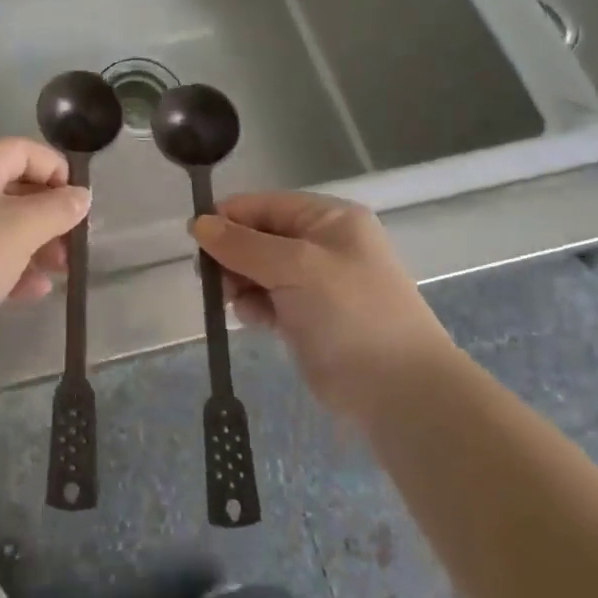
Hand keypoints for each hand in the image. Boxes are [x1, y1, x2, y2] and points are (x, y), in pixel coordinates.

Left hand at [0, 139, 90, 375]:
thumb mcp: (22, 228)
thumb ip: (58, 208)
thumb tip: (81, 195)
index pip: (24, 151)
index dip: (58, 172)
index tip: (81, 205)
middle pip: (13, 187)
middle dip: (49, 215)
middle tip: (74, 244)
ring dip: (34, 244)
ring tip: (61, 271)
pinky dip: (10, 265)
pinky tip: (33, 291)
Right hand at [192, 192, 454, 419]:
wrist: (400, 392)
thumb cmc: (350, 314)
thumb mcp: (295, 267)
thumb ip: (242, 245)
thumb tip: (198, 223)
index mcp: (329, 219)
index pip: (265, 205)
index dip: (229, 218)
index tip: (196, 241)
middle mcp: (322, 244)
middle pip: (258, 236)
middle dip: (232, 254)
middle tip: (212, 278)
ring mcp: (316, 283)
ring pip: (258, 270)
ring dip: (240, 282)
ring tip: (234, 301)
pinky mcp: (308, 318)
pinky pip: (267, 299)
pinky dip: (254, 306)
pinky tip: (252, 320)